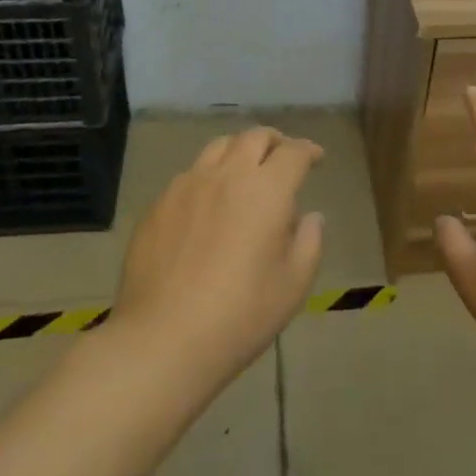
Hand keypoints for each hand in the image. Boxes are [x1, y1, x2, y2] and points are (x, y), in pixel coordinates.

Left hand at [110, 128, 325, 388]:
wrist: (163, 338)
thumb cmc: (240, 314)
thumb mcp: (293, 285)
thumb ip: (309, 242)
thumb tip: (311, 216)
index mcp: (267, 189)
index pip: (293, 152)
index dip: (308, 150)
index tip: (316, 158)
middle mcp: (227, 175)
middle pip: (254, 137)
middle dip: (274, 141)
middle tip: (282, 157)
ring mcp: (188, 186)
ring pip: (218, 147)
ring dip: (239, 151)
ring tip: (244, 172)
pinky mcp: (159, 204)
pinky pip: (189, 175)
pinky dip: (208, 177)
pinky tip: (208, 204)